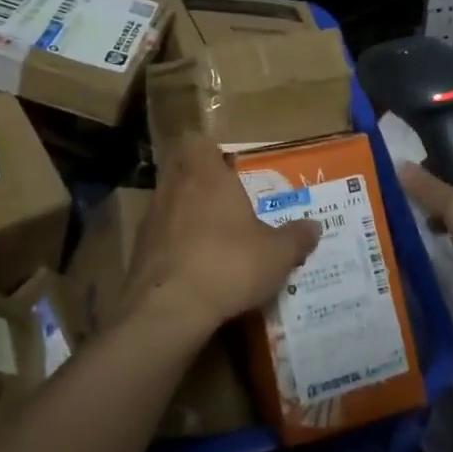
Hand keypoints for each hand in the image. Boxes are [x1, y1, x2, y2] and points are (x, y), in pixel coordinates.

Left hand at [129, 134, 320, 339]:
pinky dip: (172, 246)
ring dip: (185, 214)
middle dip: (198, 182)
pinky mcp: (137, 252)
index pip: (197, 141)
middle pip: (180, 170)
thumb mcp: (277, 254)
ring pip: (167, 203)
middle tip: (224, 201)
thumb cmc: (229, 264)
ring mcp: (151, 219)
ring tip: (211, 239)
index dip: (209, 150)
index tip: (227, 166)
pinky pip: (158, 237)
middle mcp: (174, 188)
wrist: (169, 309)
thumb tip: (315, 227)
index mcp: (206, 175)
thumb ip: (296, 238)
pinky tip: (192, 269)